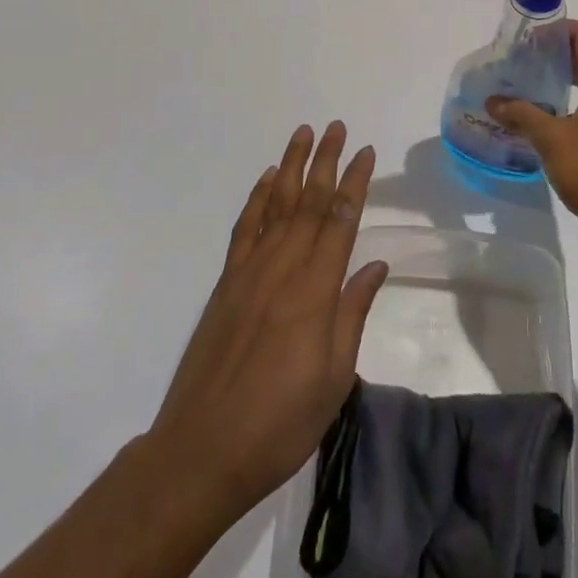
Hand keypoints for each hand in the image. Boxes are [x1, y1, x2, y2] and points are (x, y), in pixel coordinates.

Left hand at [147, 122, 389, 526]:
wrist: (202, 451)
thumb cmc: (280, 423)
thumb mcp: (334, 379)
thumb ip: (353, 314)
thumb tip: (375, 265)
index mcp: (315, 291)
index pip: (340, 221)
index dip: (355, 183)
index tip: (366, 152)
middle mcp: (283, 268)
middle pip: (308, 202)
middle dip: (326, 161)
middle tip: (338, 127)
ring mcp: (249, 272)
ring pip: (275, 205)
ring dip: (291, 166)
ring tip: (303, 134)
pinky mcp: (226, 283)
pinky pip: (244, 229)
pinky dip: (256, 198)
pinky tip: (266, 179)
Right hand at [486, 21, 577, 271]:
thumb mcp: (552, 140)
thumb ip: (521, 114)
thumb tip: (492, 101)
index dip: (555, 30)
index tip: (524, 38)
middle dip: (550, 55)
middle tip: (515, 61)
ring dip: (555, 82)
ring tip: (519, 86)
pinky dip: (562, 106)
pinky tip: (535, 119)